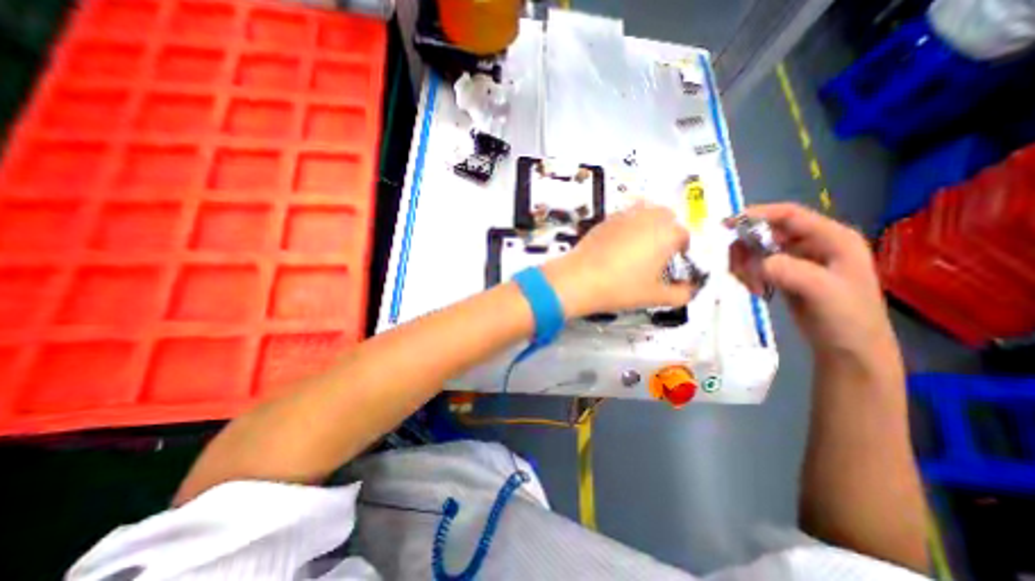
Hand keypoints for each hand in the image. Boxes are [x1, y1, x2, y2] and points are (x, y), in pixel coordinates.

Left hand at [544, 204, 693, 317]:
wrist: (580, 279)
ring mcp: (624, 216)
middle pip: (666, 216)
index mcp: (666, 233)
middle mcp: (647, 218)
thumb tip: (688, 291)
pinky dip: (628, 226)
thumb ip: (680, 295)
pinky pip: (624, 217)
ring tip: (639, 247)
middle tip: (659, 252)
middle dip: (667, 230)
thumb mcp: (655, 297)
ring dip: (648, 224)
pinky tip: (618, 246)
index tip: (674, 263)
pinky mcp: (605, 220)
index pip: (684, 235)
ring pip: (645, 211)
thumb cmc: (621, 287)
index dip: (682, 250)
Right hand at [726, 204, 898, 367]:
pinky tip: (754, 289)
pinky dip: (748, 274)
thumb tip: (755, 263)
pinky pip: (757, 265)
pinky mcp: (786, 274)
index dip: (757, 214)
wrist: (849, 349)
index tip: (726, 225)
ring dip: (746, 265)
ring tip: (751, 286)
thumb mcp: (823, 292)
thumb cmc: (846, 318)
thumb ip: (790, 271)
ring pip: (758, 249)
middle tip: (738, 270)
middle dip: (747, 248)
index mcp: (832, 238)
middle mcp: (814, 243)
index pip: (789, 215)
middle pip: (767, 232)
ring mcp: (799, 259)